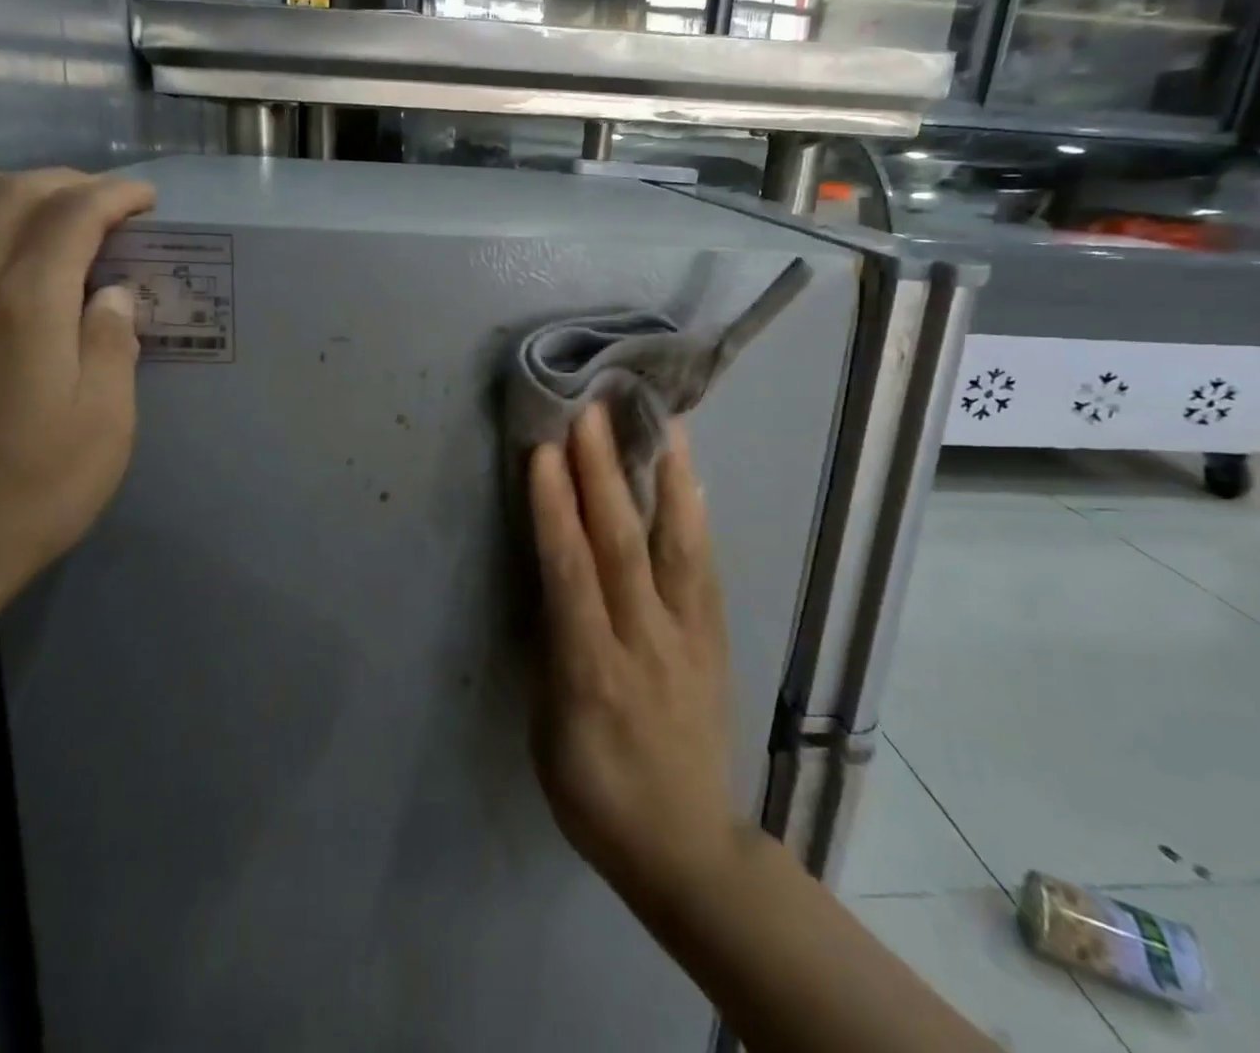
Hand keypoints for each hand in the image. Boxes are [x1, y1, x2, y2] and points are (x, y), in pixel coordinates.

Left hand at [0, 169, 156, 618]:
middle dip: (65, 183)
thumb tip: (112, 293)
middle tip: (105, 203)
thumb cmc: (34, 489)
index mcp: (22, 305)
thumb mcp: (106, 422)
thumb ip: (111, 343)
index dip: (114, 196)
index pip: (71, 215)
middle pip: (8, 194)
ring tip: (35, 205)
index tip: (146, 201)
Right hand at [528, 404, 741, 911]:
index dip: (555, 510)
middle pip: (622, 546)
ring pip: (678, 547)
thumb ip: (553, 649)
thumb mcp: (548, 732)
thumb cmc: (596, 794)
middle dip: (602, 474)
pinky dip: (697, 516)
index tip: (544, 453)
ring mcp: (689, 637)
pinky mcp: (715, 638)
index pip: (570, 574)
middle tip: (591, 413)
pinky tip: (693, 478)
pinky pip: (706, 567)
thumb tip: (554, 580)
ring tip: (663, 423)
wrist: (688, 847)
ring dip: (666, 479)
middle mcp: (646, 642)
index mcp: (591, 672)